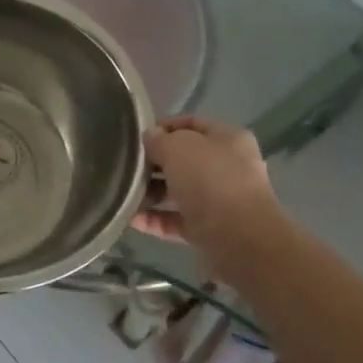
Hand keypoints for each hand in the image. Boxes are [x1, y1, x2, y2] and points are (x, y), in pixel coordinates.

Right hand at [135, 115, 282, 263]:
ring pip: (178, 191)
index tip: (135, 136)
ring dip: (150, 193)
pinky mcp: (208, 230)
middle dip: (153, 163)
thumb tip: (150, 137)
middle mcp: (227, 167)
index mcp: (228, 139)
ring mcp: (219, 201)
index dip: (163, 126)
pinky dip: (154, 219)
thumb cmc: (210, 180)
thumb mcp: (178, 148)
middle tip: (125, 166)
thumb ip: (159, 140)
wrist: (239, 239)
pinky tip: (130, 218)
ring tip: (122, 194)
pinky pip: (175, 220)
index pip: (191, 124)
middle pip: (183, 159)